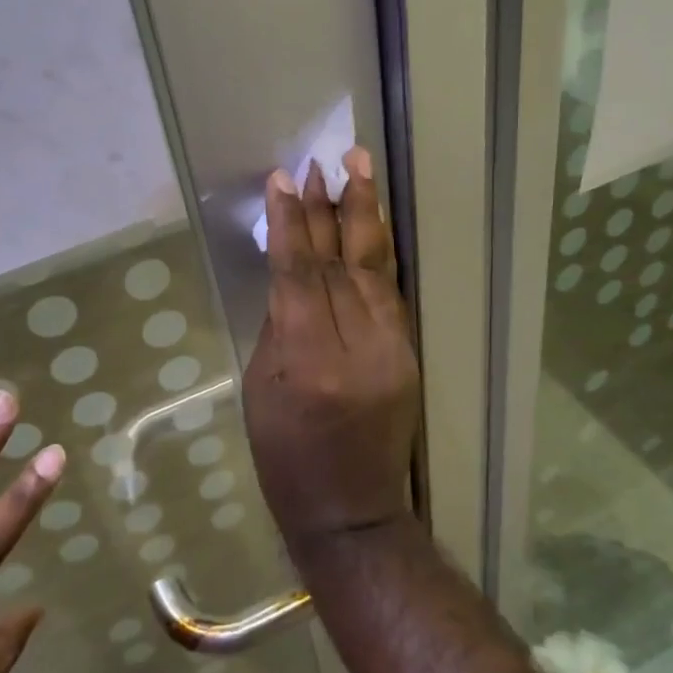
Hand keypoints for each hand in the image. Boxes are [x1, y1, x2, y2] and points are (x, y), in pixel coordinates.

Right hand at [242, 147, 420, 551]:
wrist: (352, 511)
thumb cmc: (286, 459)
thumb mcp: (263, 391)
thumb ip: (278, 327)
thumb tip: (291, 274)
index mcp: (309, 362)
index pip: (299, 276)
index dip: (291, 224)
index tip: (283, 181)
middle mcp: (357, 348)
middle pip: (339, 264)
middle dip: (329, 208)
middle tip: (321, 162)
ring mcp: (392, 350)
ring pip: (374, 268)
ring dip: (364, 215)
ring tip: (358, 167)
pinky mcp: (410, 354)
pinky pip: (391, 292)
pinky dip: (377, 253)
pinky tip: (371, 222)